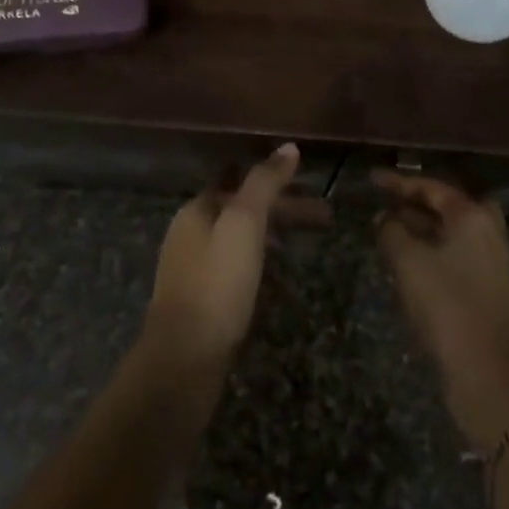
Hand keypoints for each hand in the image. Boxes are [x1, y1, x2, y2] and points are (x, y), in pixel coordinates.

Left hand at [144, 144, 300, 376]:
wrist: (183, 361)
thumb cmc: (216, 284)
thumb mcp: (244, 223)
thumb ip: (264, 182)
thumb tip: (289, 147)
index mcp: (197, 210)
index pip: (240, 180)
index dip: (275, 179)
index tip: (311, 183)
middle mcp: (190, 233)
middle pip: (242, 209)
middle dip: (283, 208)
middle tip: (326, 215)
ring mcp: (193, 269)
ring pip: (240, 237)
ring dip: (274, 232)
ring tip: (309, 240)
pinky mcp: (200, 301)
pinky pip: (235, 265)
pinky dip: (260, 258)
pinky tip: (277, 274)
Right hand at [373, 171, 508, 454]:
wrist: (488, 372)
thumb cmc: (447, 305)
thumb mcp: (408, 262)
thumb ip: (391, 231)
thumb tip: (384, 218)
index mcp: (473, 216)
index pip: (432, 187)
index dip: (399, 182)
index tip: (372, 179)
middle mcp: (487, 231)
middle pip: (447, 206)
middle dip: (414, 203)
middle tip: (386, 202)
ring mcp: (490, 261)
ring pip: (450, 232)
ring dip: (420, 228)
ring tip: (387, 229)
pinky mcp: (487, 288)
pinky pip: (453, 254)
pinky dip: (430, 250)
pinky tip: (406, 262)